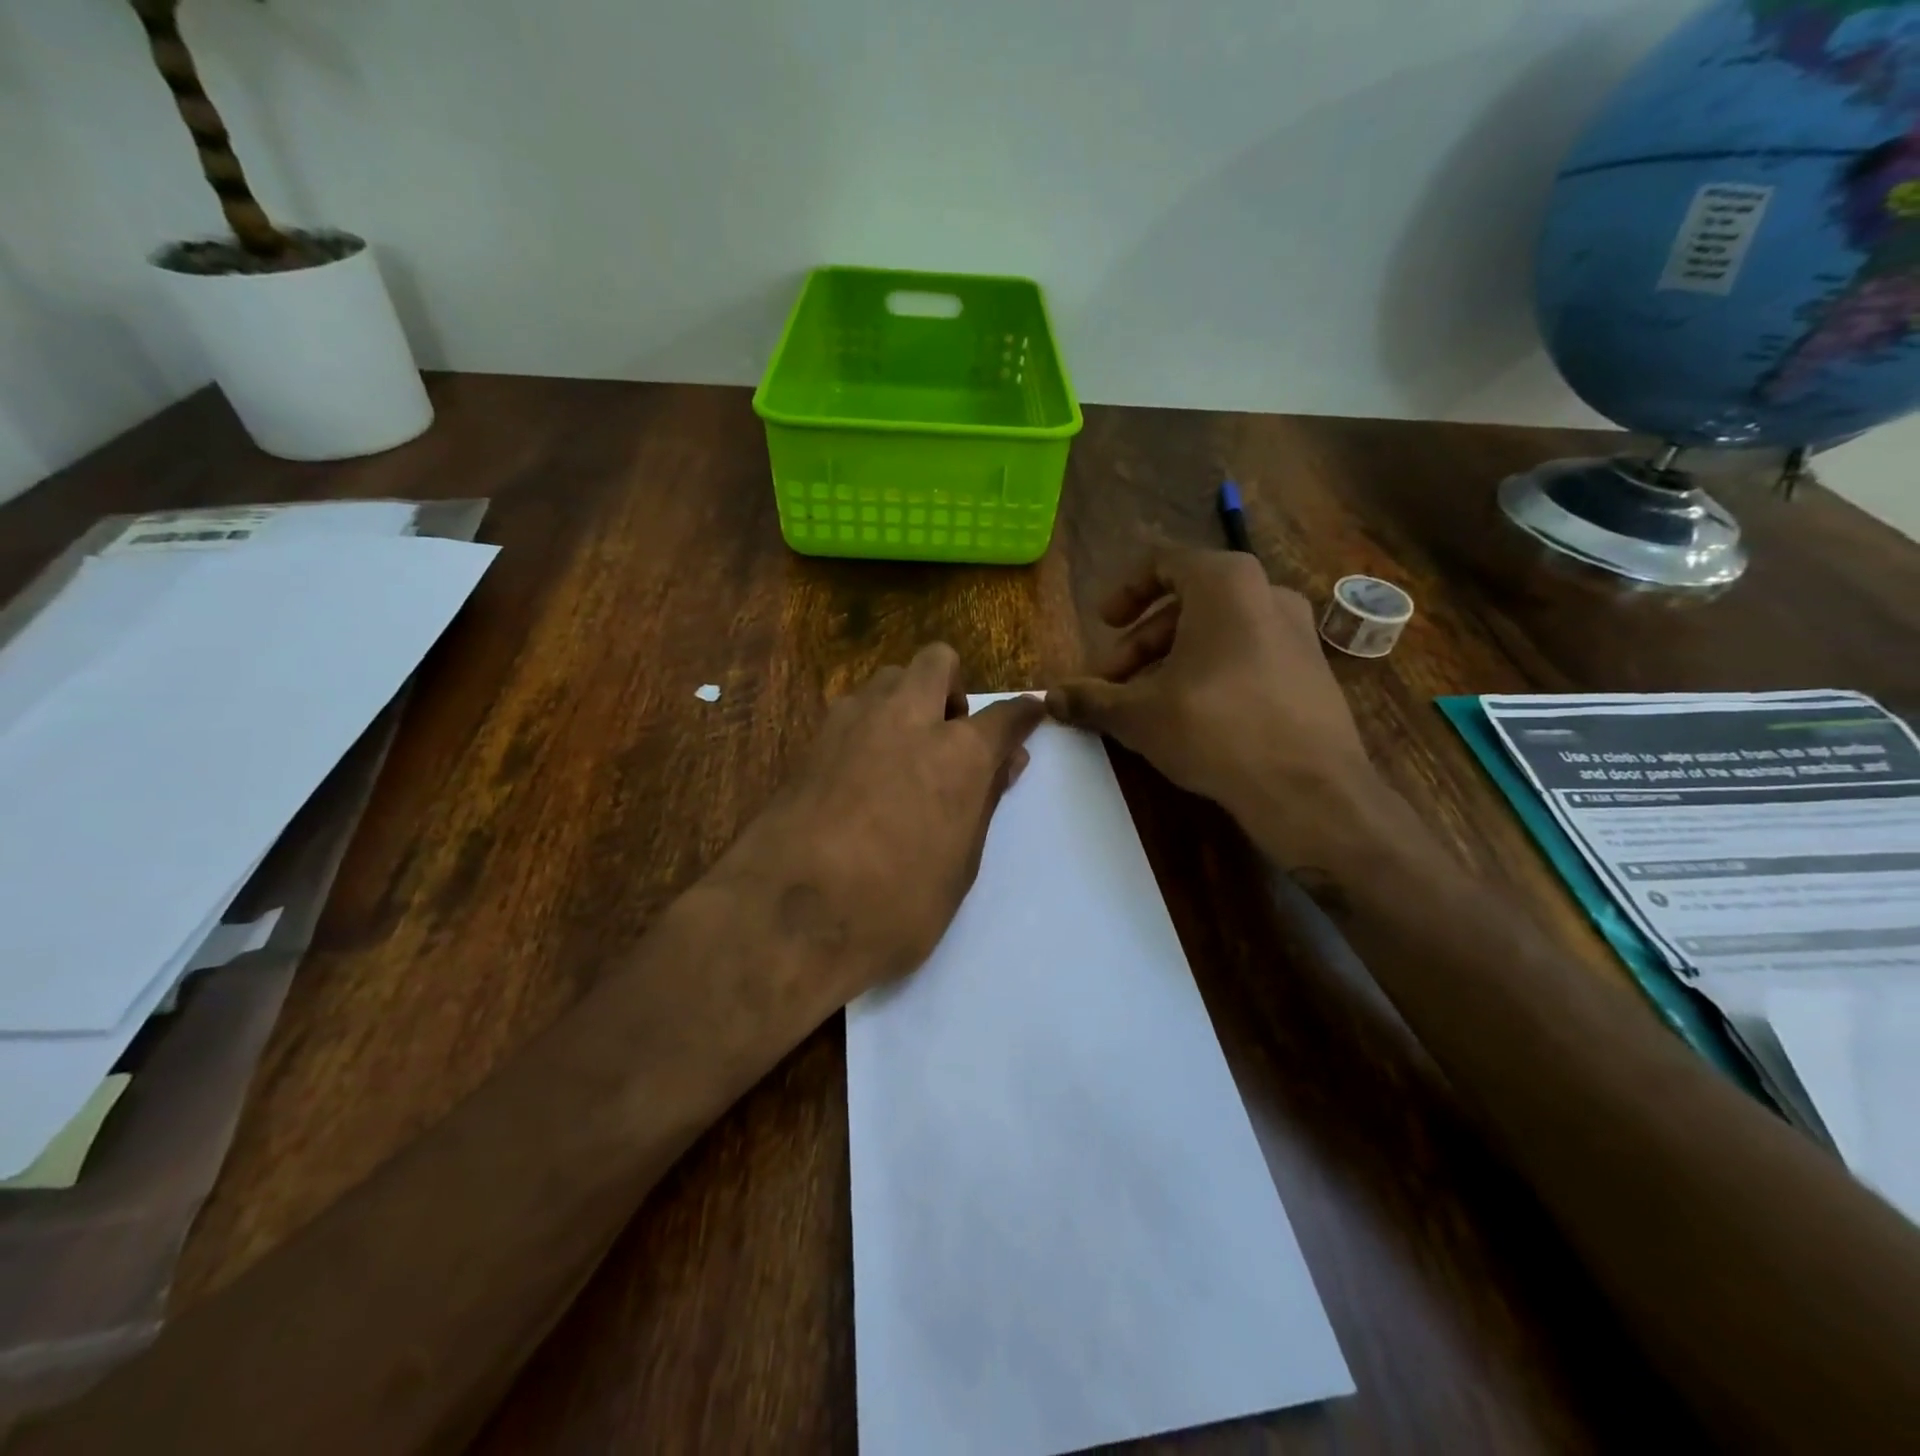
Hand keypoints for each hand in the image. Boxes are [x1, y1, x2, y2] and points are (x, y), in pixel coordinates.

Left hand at [718, 644, 1043, 1003]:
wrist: (787, 917)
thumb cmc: (893, 906)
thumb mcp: (959, 867)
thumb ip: (984, 803)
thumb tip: (1007, 761)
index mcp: (957, 753)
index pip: (1004, 715)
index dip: (1024, 714)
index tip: (1031, 714)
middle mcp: (907, 719)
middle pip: (938, 661)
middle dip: (952, 686)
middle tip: (950, 734)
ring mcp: (852, 723)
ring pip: (888, 678)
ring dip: (906, 700)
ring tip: (903, 753)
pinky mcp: (811, 740)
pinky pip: (852, 709)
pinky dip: (869, 724)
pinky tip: (862, 771)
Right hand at [1046, 546, 1382, 870]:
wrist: (1309, 788)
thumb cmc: (1215, 729)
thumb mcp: (1138, 714)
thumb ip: (1090, 698)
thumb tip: (1049, 698)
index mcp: (1224, 583)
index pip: (1163, 561)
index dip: (1124, 591)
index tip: (1103, 624)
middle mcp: (1266, 593)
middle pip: (1187, 603)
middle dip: (1141, 642)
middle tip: (1111, 680)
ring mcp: (1296, 631)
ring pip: (1217, 631)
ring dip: (1171, 659)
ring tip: (1144, 702)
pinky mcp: (1311, 669)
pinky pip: (1247, 653)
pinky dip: (1210, 671)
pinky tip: (1191, 715)